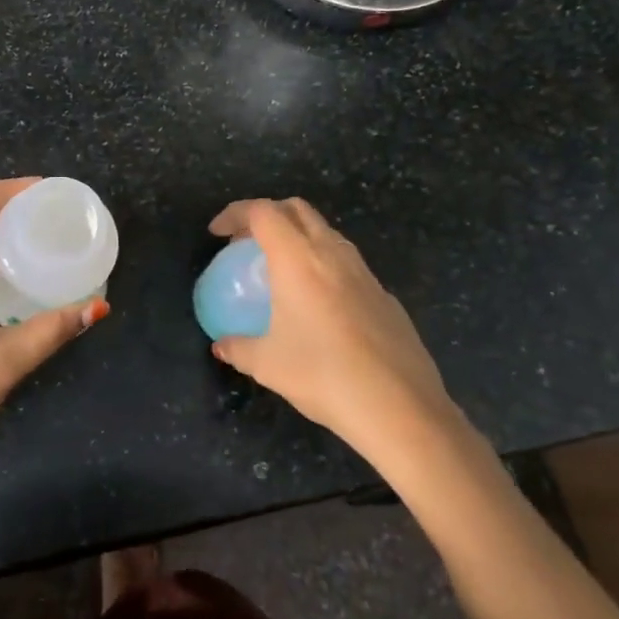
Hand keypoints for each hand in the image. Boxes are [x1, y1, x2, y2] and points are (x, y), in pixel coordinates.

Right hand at [207, 198, 462, 471]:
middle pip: (297, 209)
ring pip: (326, 233)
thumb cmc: (324, 376)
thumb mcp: (267, 365)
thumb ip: (238, 348)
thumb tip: (222, 346)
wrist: (401, 408)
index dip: (235, 214)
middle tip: (247, 244)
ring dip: (298, 237)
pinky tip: (319, 304)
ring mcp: (364, 273)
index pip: (263, 212)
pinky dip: (323, 265)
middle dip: (267, 215)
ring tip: (280, 270)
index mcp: (298, 259)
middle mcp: (332, 254)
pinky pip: (347, 263)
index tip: (217, 234)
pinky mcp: (385, 296)